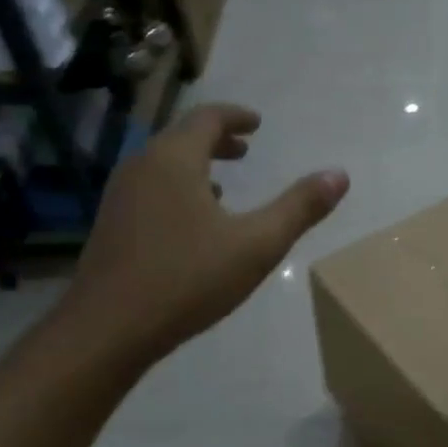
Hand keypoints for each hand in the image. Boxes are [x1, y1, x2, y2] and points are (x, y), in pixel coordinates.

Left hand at [61, 104, 347, 368]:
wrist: (108, 330)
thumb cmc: (187, 279)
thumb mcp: (257, 245)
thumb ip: (299, 208)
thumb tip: (340, 174)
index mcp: (174, 160)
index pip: (207, 118)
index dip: (236, 117)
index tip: (257, 124)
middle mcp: (141, 167)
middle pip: (181, 138)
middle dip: (217, 140)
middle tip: (245, 149)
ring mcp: (120, 197)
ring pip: (163, 166)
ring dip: (196, 166)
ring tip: (224, 186)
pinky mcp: (112, 226)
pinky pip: (150, 190)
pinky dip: (177, 190)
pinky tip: (193, 224)